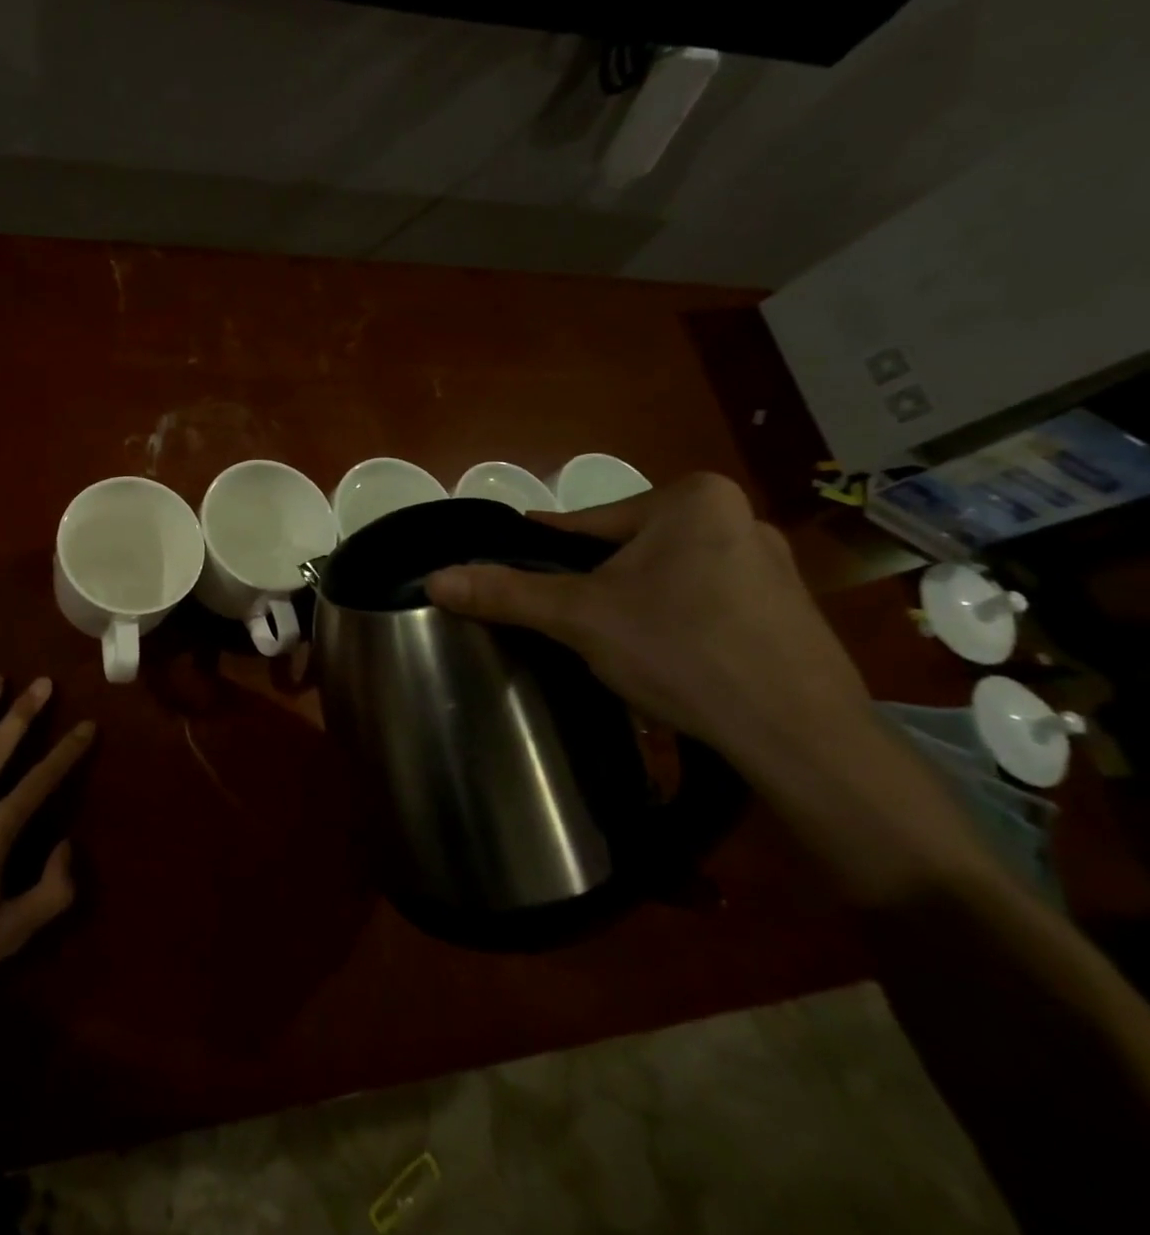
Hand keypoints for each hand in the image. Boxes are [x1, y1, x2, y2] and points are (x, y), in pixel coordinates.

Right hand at [425, 473, 871, 762]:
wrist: (801, 737)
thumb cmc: (682, 652)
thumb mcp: (579, 618)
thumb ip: (506, 593)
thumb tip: (434, 579)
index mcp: (691, 498)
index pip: (585, 524)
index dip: (545, 557)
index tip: (519, 581)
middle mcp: (737, 515)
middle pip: (625, 550)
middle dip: (592, 586)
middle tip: (565, 625)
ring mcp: (770, 562)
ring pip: (664, 576)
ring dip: (631, 604)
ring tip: (610, 646)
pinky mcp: (787, 607)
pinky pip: (702, 600)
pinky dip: (673, 621)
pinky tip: (664, 658)